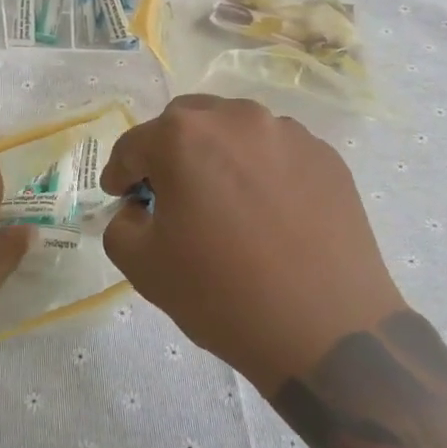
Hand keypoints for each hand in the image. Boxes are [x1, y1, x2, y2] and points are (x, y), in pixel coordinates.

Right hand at [100, 96, 402, 388]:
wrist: (326, 329)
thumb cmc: (223, 294)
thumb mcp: (143, 266)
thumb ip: (120, 224)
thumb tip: (139, 209)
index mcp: (183, 137)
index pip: (134, 145)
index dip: (120, 174)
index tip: (122, 198)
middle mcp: (236, 118)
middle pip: (185, 122)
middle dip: (168, 153)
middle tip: (171, 197)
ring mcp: (287, 133)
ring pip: (234, 130)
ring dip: (217, 156)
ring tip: (226, 204)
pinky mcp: (325, 155)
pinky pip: (276, 151)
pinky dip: (261, 170)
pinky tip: (268, 213)